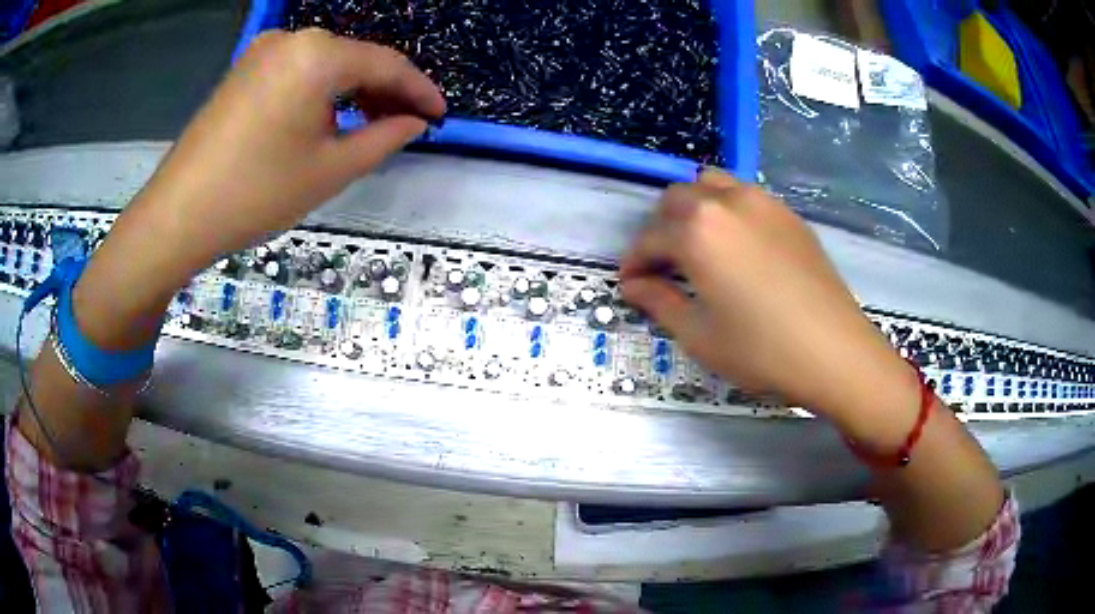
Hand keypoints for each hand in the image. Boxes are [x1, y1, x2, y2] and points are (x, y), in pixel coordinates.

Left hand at [74, 30, 444, 348]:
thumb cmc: (256, 192)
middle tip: (405, 125)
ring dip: (353, 91)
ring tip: (370, 125)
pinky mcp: (244, 70)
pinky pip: (297, 72)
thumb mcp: (331, 169)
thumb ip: (384, 137)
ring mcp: (263, 52)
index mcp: (319, 55)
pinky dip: (321, 92)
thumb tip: (414, 122)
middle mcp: (293, 39)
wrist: (177, 215)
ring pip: (326, 65)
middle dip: (385, 91)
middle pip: (355, 59)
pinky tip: (327, 118)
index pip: (387, 64)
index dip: (419, 90)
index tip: (440, 115)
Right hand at [619, 169, 917, 440]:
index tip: (630, 284)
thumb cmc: (761, 350)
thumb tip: (633, 285)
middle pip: (676, 199)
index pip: (649, 238)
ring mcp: (763, 202)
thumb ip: (659, 301)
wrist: (835, 352)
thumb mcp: (699, 334)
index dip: (634, 262)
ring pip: (711, 186)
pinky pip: (745, 196)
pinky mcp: (789, 214)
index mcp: (697, 230)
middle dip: (660, 230)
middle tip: (664, 267)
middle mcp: (726, 202)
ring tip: (699, 247)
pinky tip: (738, 248)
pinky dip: (727, 211)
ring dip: (694, 210)